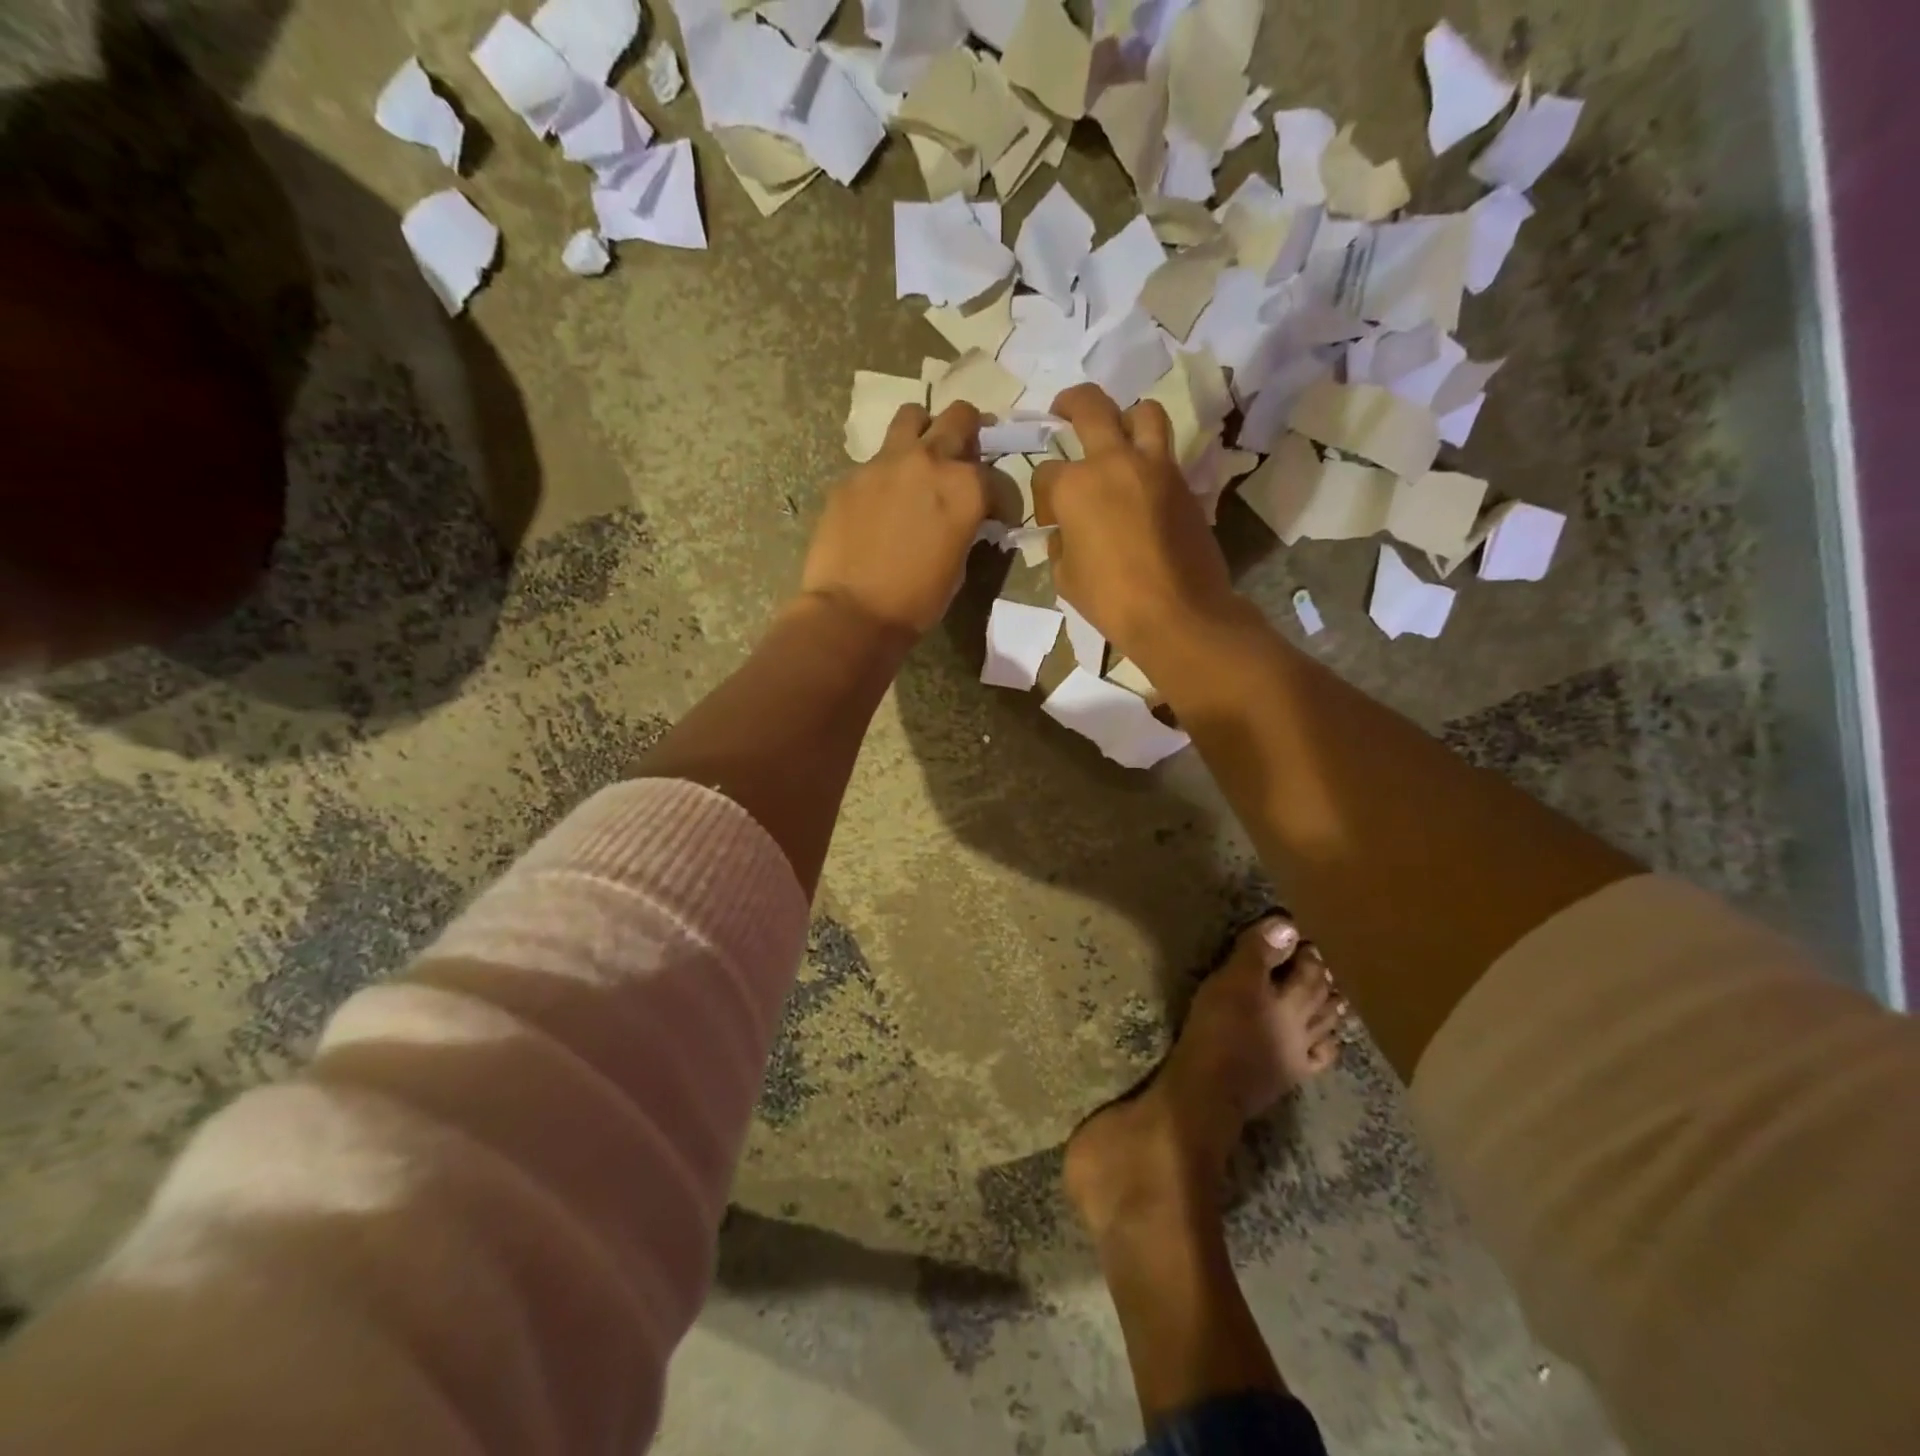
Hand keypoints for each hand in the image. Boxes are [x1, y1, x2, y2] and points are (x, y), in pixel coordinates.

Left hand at [800, 402, 990, 636]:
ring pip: (912, 417)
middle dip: (971, 432)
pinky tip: (881, 502)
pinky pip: (876, 460)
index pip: (999, 478)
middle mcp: (929, 461)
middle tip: (966, 457)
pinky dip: (887, 474)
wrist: (852, 613)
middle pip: (960, 418)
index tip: (997, 516)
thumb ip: (965, 527)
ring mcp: (885, 462)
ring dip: (924, 431)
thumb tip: (962, 519)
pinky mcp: (851, 476)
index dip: (1003, 500)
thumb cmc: (916, 602)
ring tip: (921, 457)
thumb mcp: (958, 566)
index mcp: (966, 487)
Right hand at [1032, 385, 1238, 667]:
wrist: (1178, 613)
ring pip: (1142, 412)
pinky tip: (1140, 480)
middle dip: (1070, 403)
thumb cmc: (1111, 599)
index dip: (1043, 496)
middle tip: (1062, 410)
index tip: (1050, 518)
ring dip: (1126, 416)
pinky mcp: (1184, 482)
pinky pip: (1164, 452)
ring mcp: (1155, 467)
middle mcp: (1114, 462)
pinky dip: (1149, 455)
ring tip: (1117, 435)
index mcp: (1075, 485)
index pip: (1046, 473)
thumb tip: (1065, 533)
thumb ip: (1060, 544)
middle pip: (1090, 406)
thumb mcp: (1065, 577)